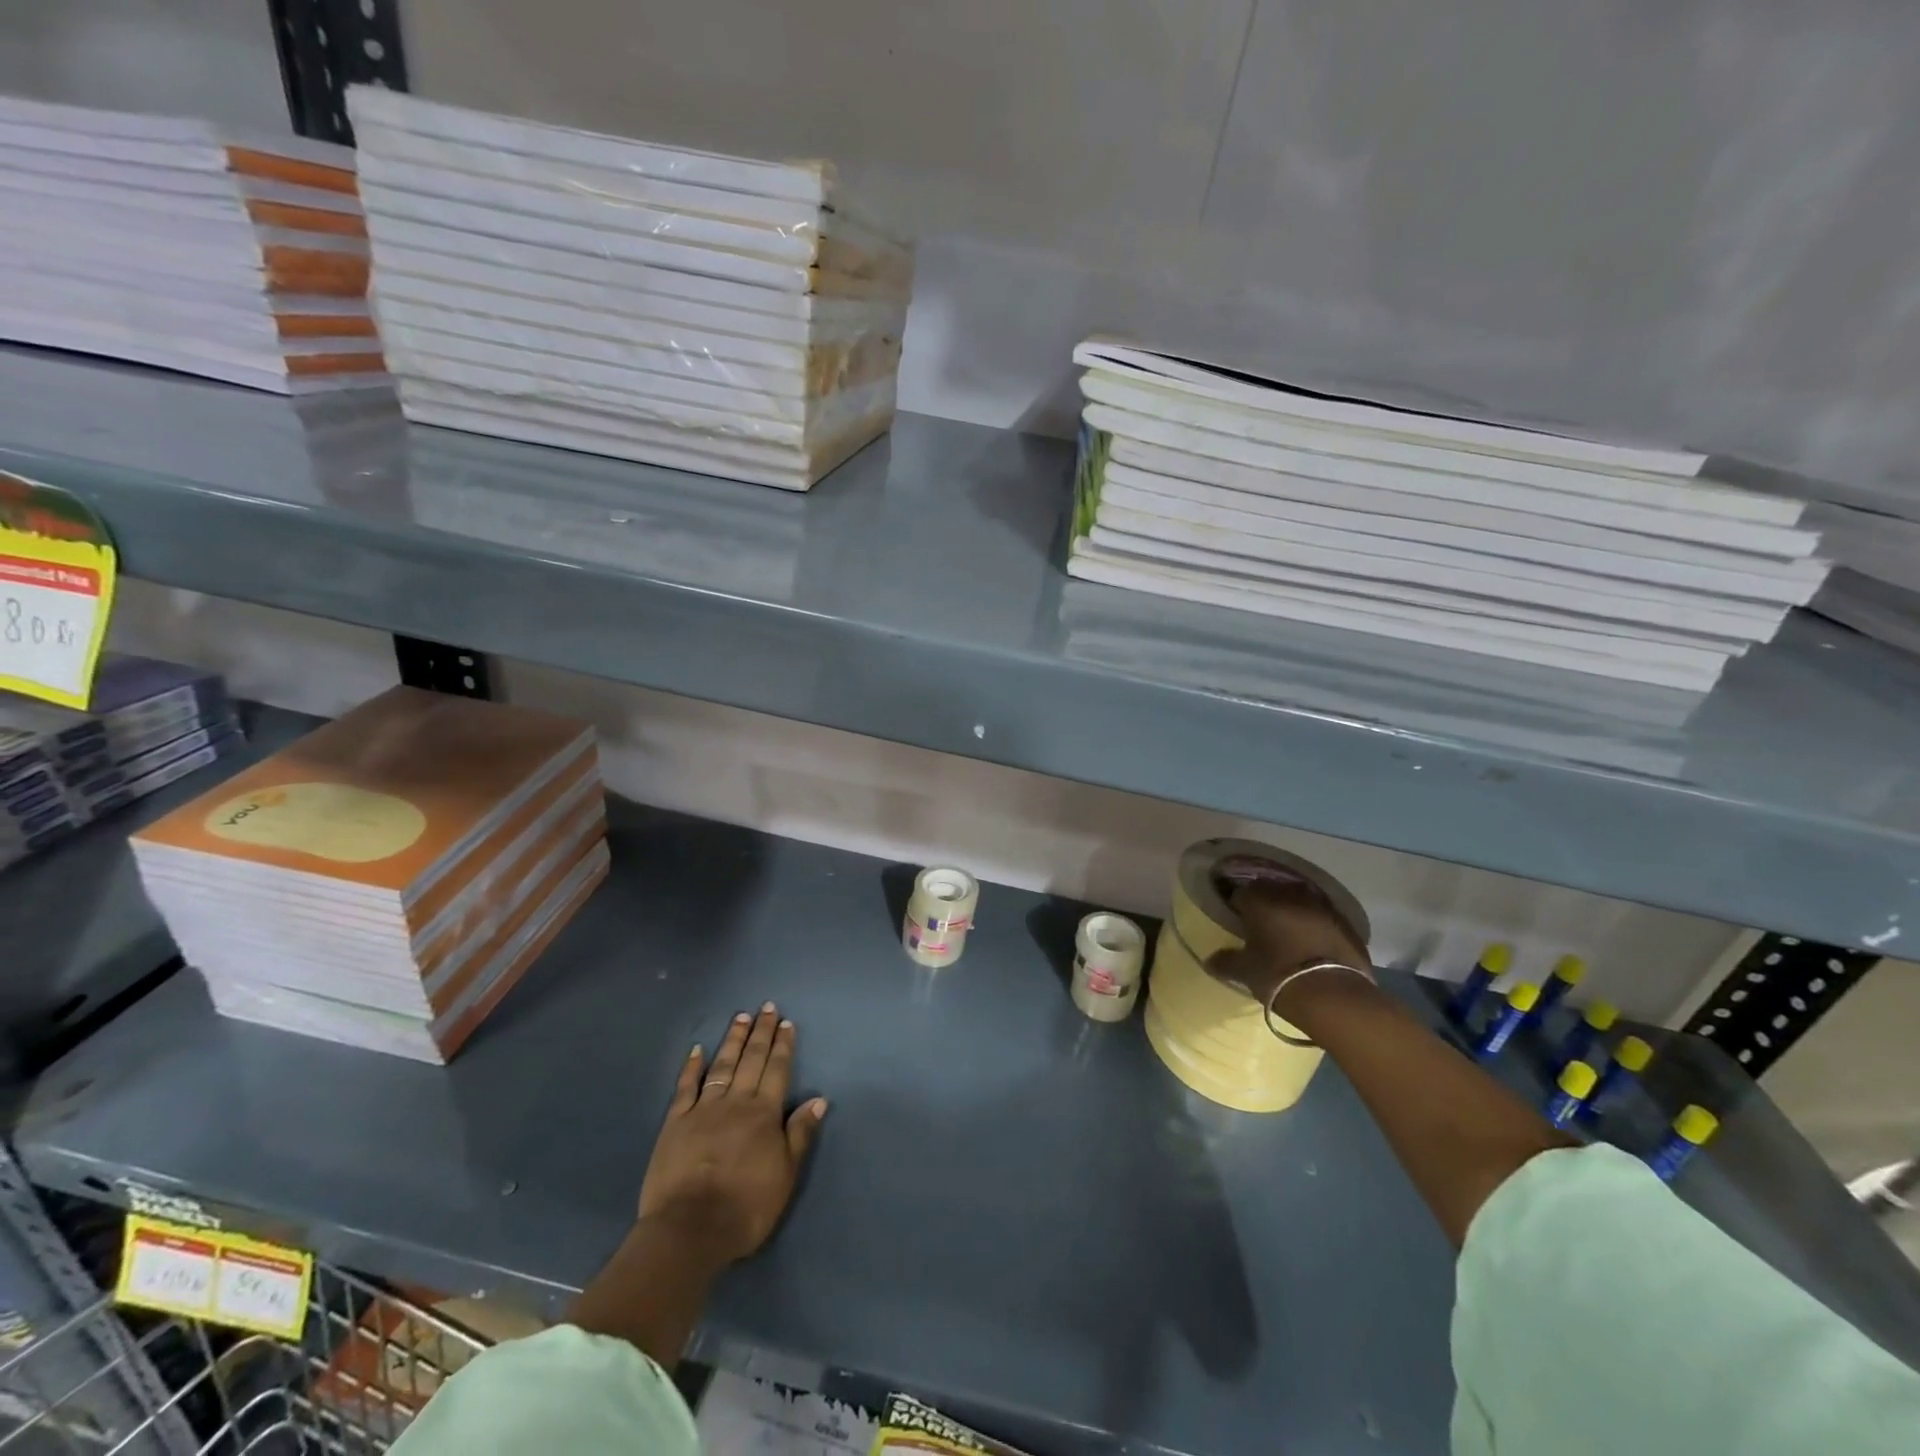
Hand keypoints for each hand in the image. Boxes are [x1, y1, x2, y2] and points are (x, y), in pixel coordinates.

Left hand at [638, 1003, 827, 1264]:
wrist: (689, 1229)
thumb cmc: (745, 1206)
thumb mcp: (785, 1175)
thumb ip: (800, 1134)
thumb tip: (818, 1099)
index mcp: (764, 1113)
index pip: (777, 1070)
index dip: (783, 1046)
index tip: (786, 1022)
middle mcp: (736, 1102)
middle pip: (751, 1060)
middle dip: (761, 1032)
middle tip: (767, 1007)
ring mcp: (703, 1109)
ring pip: (722, 1066)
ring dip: (733, 1040)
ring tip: (741, 1017)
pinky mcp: (675, 1123)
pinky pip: (685, 1087)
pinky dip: (691, 1066)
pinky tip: (697, 1049)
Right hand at [1207, 855, 1369, 1008]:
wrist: (1334, 996)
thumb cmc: (1279, 977)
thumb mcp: (1246, 972)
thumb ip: (1226, 962)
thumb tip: (1209, 960)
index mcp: (1260, 902)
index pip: (1241, 894)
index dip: (1238, 905)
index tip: (1238, 919)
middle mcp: (1289, 895)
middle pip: (1272, 890)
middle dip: (1265, 902)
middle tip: (1261, 923)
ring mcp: (1321, 907)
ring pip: (1300, 899)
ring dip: (1293, 909)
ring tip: (1289, 930)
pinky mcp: (1345, 923)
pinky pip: (1324, 915)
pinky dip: (1316, 923)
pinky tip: (1314, 941)